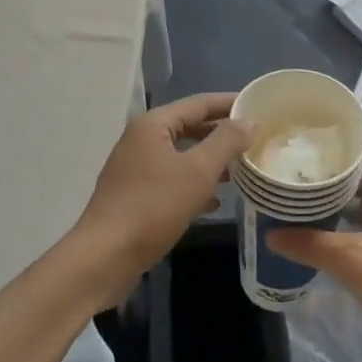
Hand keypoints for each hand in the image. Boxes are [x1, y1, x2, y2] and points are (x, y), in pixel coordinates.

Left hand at [72, 93, 252, 296]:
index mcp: (153, 125)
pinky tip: (215, 200)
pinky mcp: (134, 195)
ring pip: (181, 156)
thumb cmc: (153, 207)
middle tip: (255, 138)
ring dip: (210, 160)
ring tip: (242, 168)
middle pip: (189, 127)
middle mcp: (141, 140)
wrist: (104, 257)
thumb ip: (225, 142)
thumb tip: (248, 121)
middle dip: (221, 134)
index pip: (199, 103)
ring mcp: (135, 168)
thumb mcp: (197, 172)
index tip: (258, 106)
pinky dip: (193, 184)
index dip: (229, 103)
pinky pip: (171, 179)